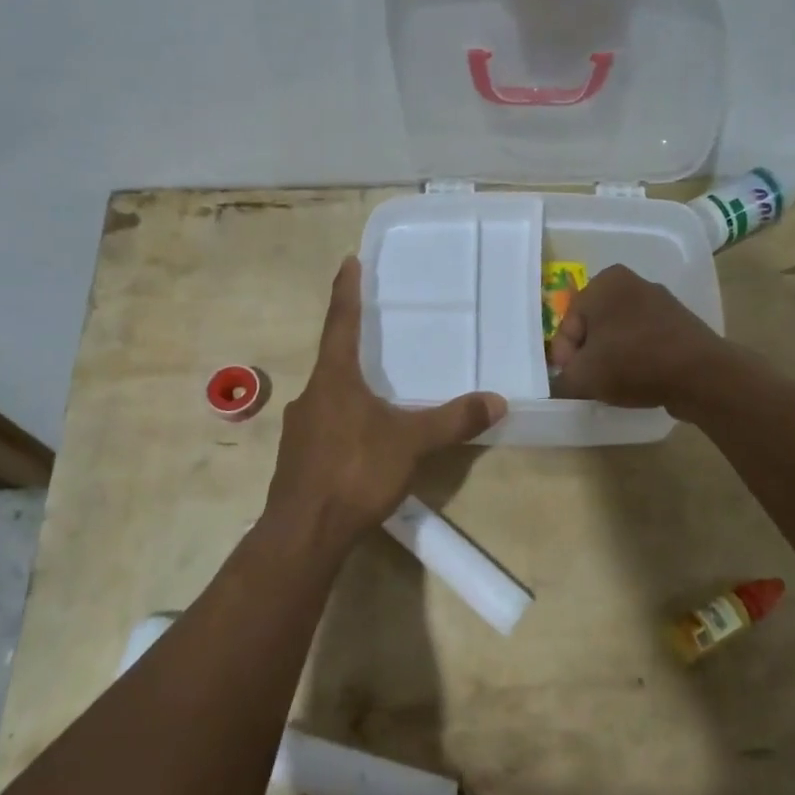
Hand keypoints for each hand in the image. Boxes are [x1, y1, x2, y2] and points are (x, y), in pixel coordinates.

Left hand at [265, 257, 505, 551]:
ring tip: (377, 395)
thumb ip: (453, 420)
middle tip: (375, 336)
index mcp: (334, 379)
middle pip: (332, 360)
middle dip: (352, 347)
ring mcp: (299, 429)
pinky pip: (324, 427)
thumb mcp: (411, 443)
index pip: (341, 323)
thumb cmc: (355, 472)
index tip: (348, 262)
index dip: (346, 291)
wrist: (304, 532)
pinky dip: (344, 422)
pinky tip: (362, 442)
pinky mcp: (297, 459)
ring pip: (328, 397)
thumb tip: (498, 400)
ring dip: (349, 389)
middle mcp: (312, 396)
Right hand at [548, 264, 729, 412]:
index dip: (564, 357)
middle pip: (594, 327)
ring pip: (619, 334)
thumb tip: (562, 383)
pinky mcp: (680, 323)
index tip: (570, 381)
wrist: (701, 375)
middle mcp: (632, 282)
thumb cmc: (632, 363)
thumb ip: (561, 380)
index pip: (568, 324)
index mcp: (604, 282)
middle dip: (588, 355)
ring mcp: (660, 301)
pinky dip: (637, 359)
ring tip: (614, 385)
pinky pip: (645, 341)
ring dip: (612, 358)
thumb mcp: (582, 377)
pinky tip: (639, 380)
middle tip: (589, 384)